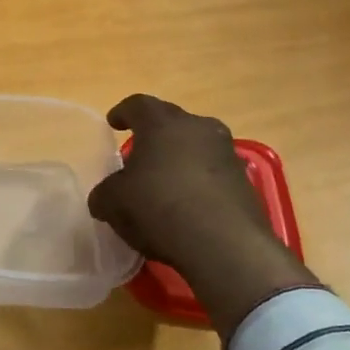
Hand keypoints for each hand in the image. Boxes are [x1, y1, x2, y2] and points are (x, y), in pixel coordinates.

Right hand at [88, 95, 319, 338]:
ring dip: (179, 159)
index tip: (114, 123)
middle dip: (154, 136)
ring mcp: (226, 152)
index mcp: (162, 123)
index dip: (123, 112)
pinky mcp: (244, 180)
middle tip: (139, 155)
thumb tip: (104, 196)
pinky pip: (212, 172)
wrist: (224, 244)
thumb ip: (104, 193)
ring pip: (195, 146)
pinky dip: (197, 182)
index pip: (138, 105)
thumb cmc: (159, 208)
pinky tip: (187, 206)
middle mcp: (198, 128)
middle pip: (171, 123)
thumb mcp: (114, 203)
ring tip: (164, 183)